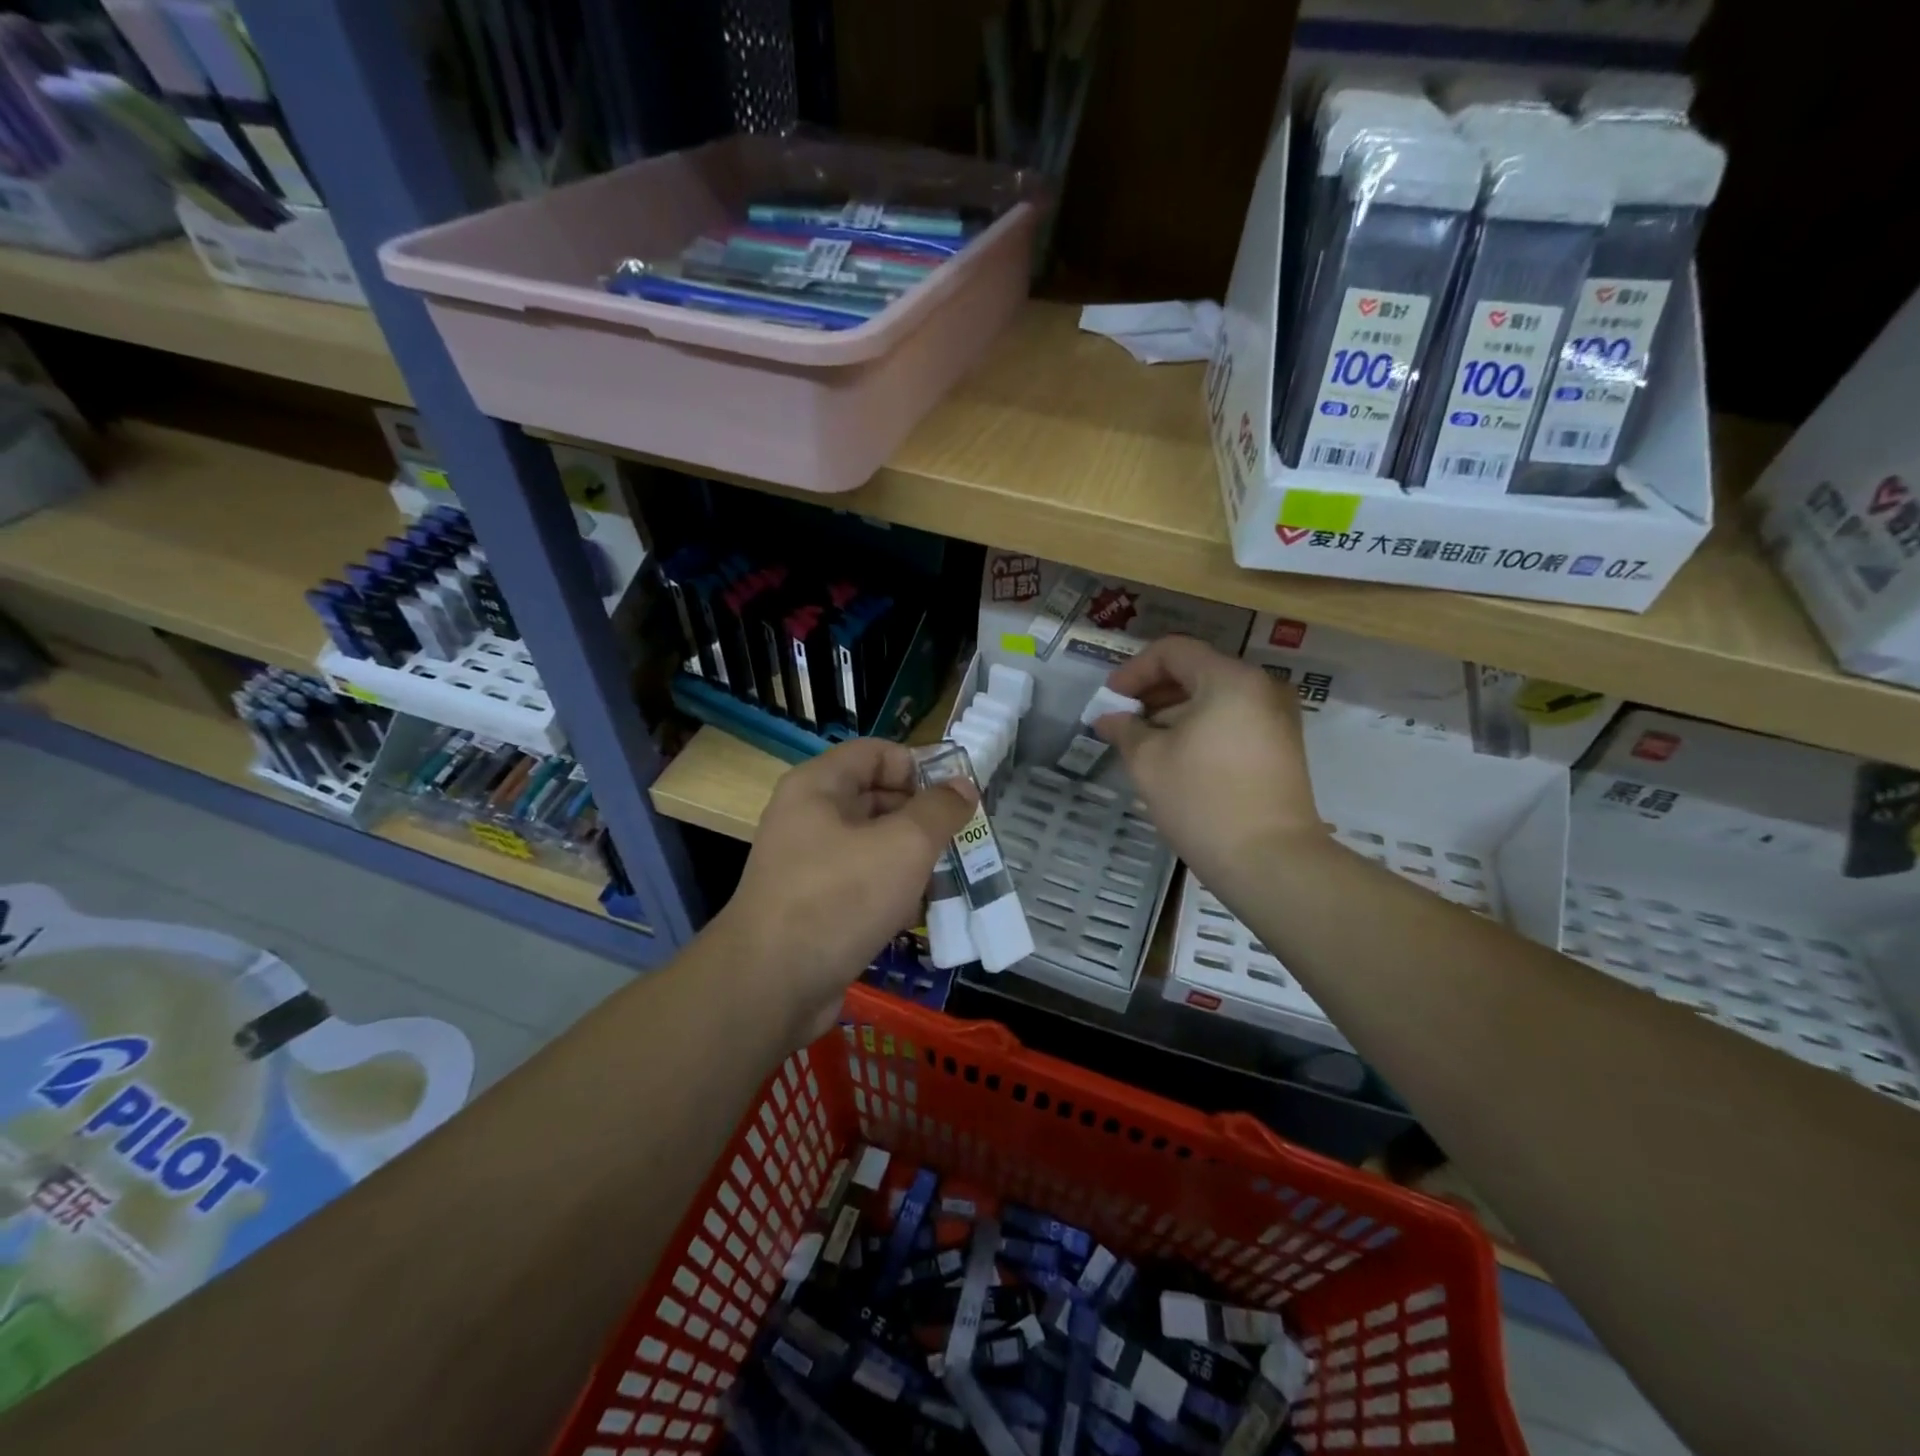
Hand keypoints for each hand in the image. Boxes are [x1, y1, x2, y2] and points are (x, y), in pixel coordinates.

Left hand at [712, 738, 975, 1044]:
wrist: (771, 985)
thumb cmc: (840, 898)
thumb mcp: (904, 845)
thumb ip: (939, 810)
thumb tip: (963, 788)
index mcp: (819, 786)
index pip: (878, 753)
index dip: (921, 767)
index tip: (959, 798)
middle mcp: (809, 817)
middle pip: (878, 797)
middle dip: (924, 817)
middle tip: (964, 840)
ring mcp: (810, 864)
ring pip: (874, 845)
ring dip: (914, 858)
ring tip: (953, 877)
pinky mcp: (815, 905)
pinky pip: (863, 883)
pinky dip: (893, 891)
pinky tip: (922, 912)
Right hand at [1094, 635, 1323, 892]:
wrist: (1270, 861)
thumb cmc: (1202, 801)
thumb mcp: (1149, 762)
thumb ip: (1125, 729)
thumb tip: (1109, 718)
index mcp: (1230, 679)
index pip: (1173, 651)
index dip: (1134, 670)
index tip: (1110, 699)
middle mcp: (1261, 687)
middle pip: (1197, 670)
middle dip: (1153, 691)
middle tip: (1122, 719)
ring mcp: (1277, 718)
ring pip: (1215, 697)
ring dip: (1175, 711)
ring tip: (1143, 741)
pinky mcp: (1282, 747)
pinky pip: (1233, 720)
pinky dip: (1201, 727)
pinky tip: (1176, 756)